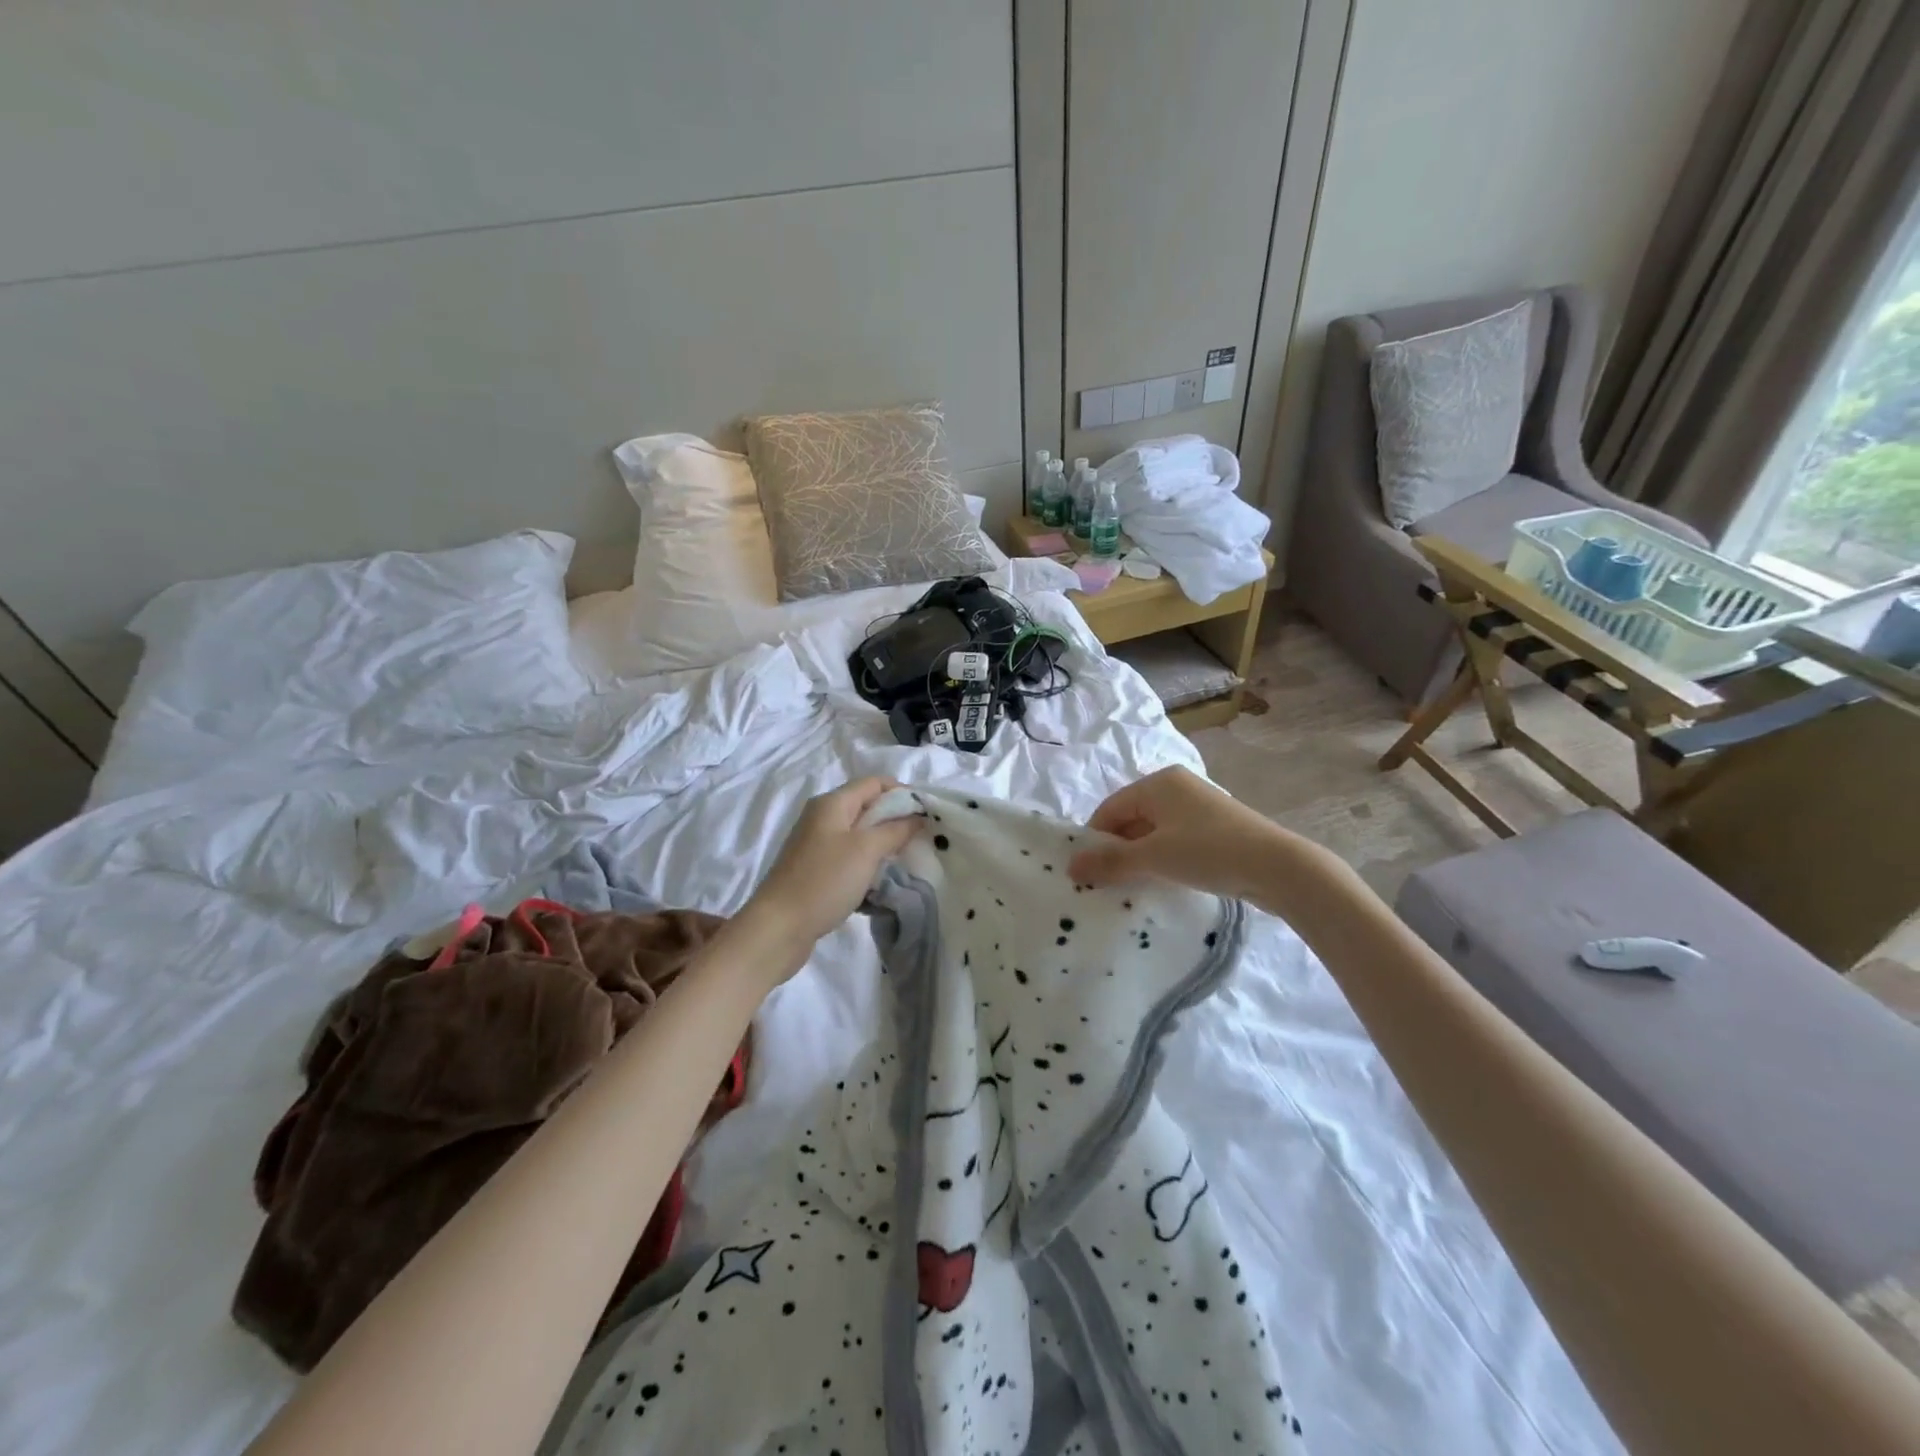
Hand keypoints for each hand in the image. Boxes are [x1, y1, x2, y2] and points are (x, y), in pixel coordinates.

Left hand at [734, 778, 921, 981]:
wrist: (779, 928)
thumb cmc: (824, 881)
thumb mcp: (866, 850)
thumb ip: (895, 829)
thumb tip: (918, 816)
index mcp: (832, 803)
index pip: (874, 783)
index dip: (903, 792)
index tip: (927, 815)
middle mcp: (822, 817)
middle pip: (867, 806)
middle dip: (895, 819)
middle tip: (921, 840)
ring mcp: (816, 844)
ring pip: (859, 833)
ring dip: (883, 843)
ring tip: (905, 860)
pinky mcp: (815, 868)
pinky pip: (849, 855)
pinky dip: (867, 862)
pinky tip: (879, 880)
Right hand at [1067, 766, 1307, 900]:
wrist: (1278, 867)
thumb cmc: (1208, 852)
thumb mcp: (1153, 857)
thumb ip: (1111, 861)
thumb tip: (1070, 866)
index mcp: (1158, 782)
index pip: (1110, 808)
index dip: (1094, 840)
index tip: (1086, 873)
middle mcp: (1177, 787)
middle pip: (1130, 818)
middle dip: (1117, 849)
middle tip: (1107, 883)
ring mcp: (1198, 806)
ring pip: (1153, 831)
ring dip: (1139, 857)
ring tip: (1133, 885)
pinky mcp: (1215, 827)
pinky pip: (1174, 839)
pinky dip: (1162, 857)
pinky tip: (1163, 880)